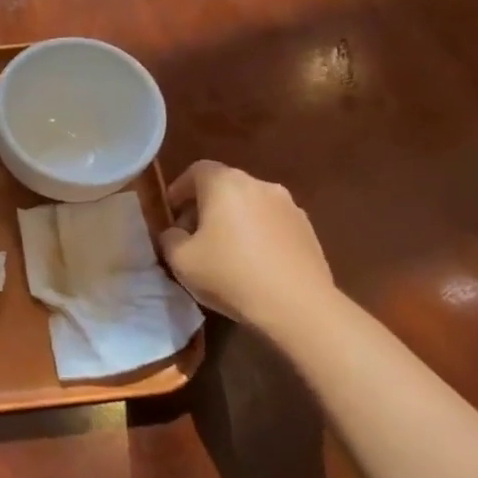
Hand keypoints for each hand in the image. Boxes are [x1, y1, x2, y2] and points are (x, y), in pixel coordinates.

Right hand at [159, 161, 335, 330]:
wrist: (298, 306)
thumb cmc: (230, 275)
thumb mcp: (180, 259)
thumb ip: (169, 237)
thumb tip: (176, 232)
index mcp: (225, 184)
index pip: (196, 170)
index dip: (179, 189)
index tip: (171, 213)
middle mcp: (259, 185)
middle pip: (225, 186)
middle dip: (205, 205)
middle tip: (193, 234)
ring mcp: (289, 206)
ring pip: (250, 204)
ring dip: (233, 219)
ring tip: (224, 251)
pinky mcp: (308, 229)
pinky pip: (272, 222)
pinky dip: (257, 233)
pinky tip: (252, 262)